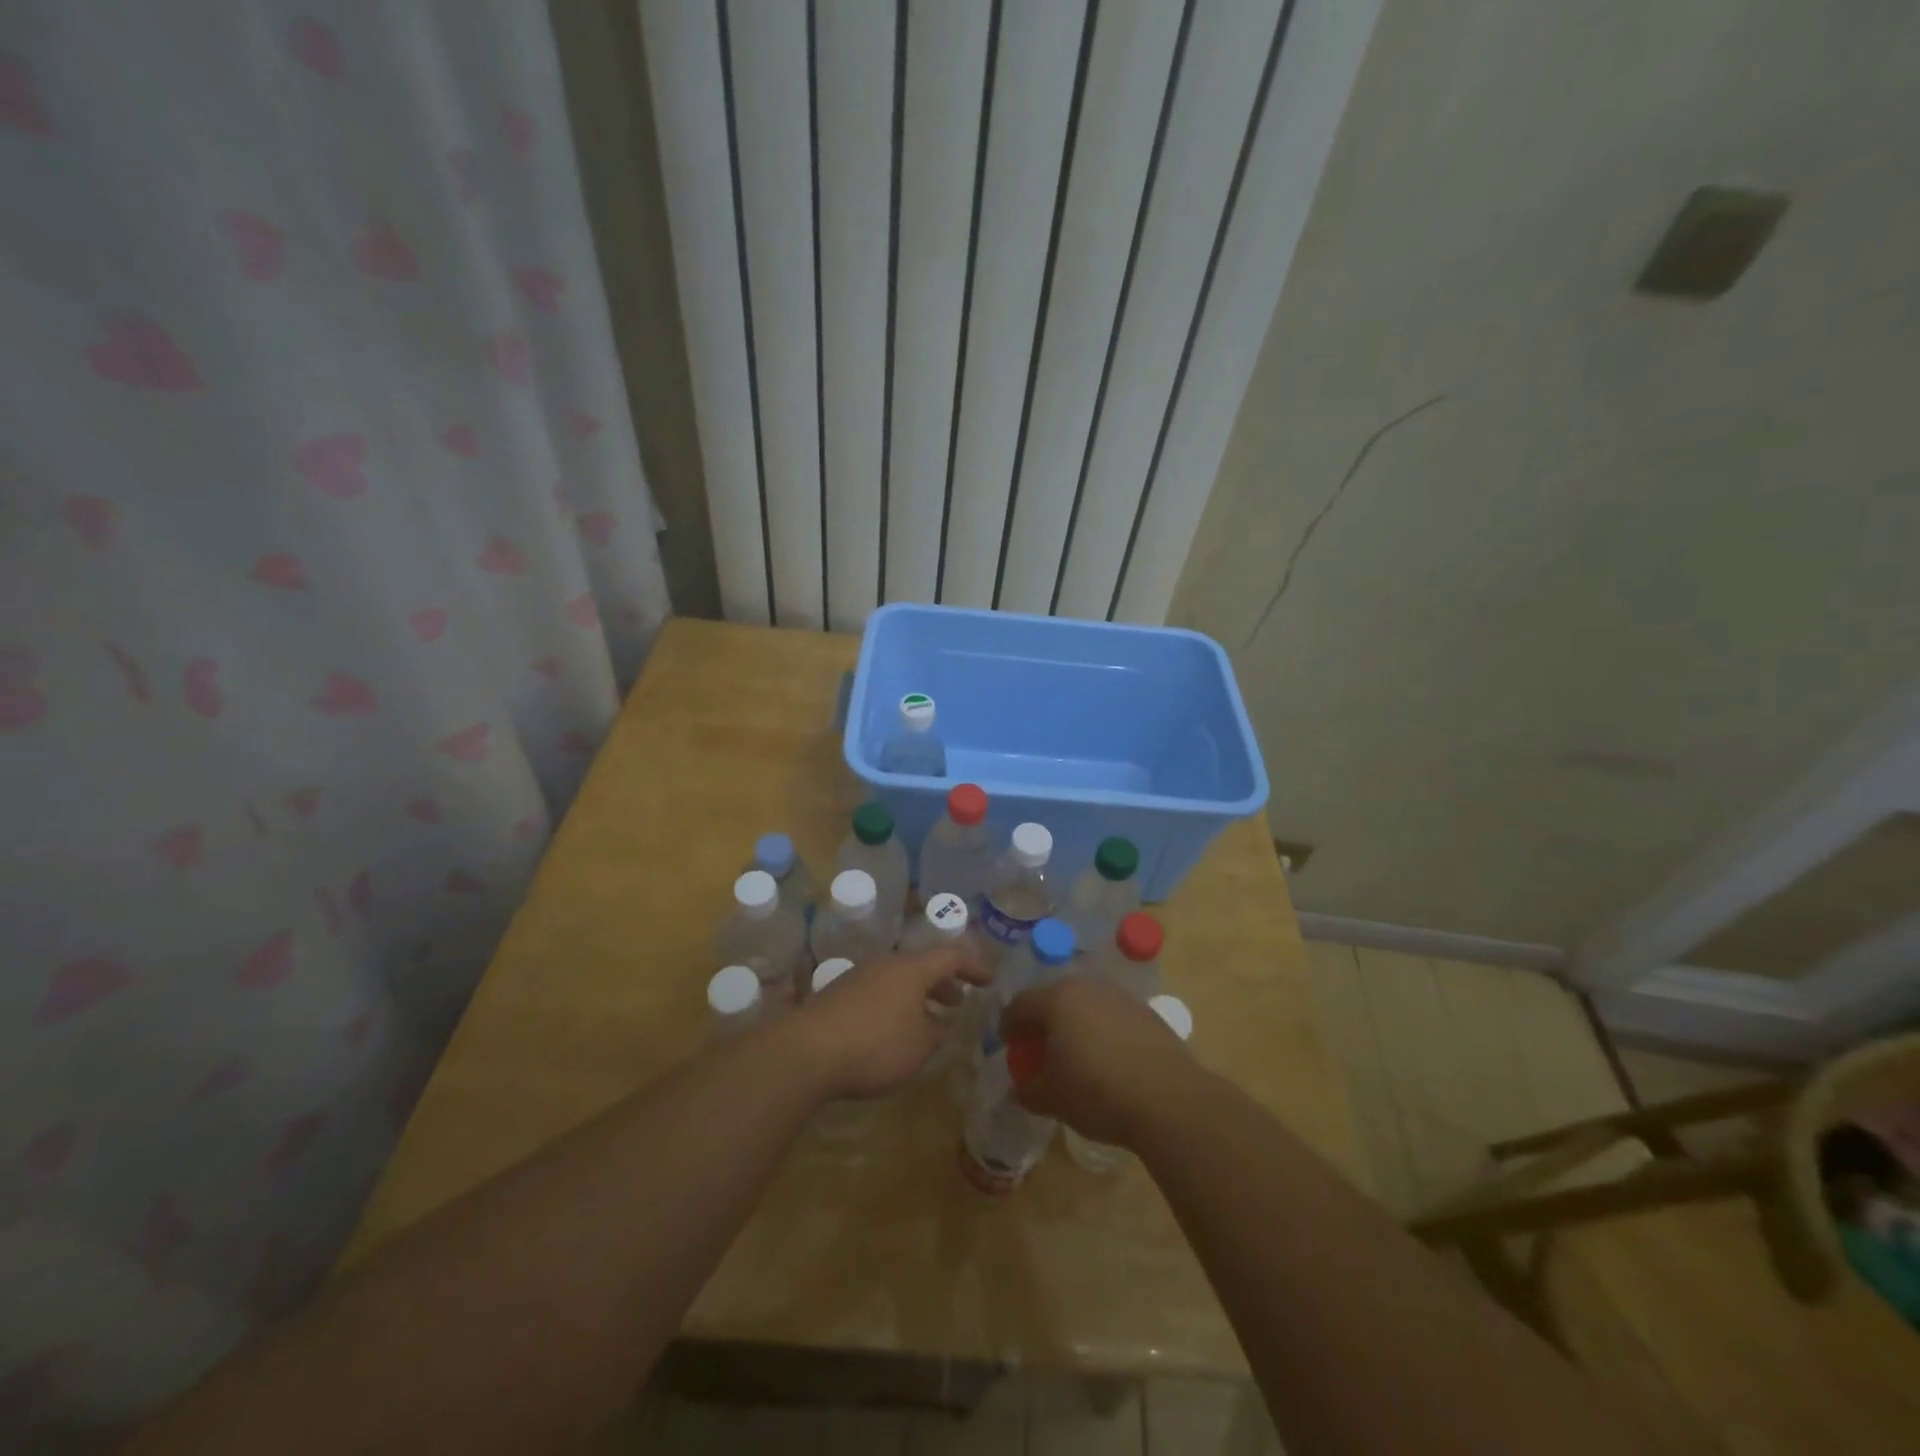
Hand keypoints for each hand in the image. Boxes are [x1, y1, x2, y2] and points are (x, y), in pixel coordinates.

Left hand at [791, 944, 989, 1099]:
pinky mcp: (839, 995)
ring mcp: (860, 977)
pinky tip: (894, 1030)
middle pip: (922, 965)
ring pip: (899, 979)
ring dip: (918, 995)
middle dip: (943, 982)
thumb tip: (941, 1024)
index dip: (973, 967)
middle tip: (958, 1000)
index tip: (989, 980)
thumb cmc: (876, 1044)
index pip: (951, 957)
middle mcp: (886, 964)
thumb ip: (935, 1033)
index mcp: (912, 968)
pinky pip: (879, 992)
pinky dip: (896, 1004)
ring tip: (929, 1018)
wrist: (808, 1051)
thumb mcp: (918, 1046)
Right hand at [1000, 977, 1197, 1147]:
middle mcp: (1087, 987)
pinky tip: (1109, 1060)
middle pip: (1054, 999)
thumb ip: (1028, 1090)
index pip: (1020, 1005)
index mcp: (1057, 999)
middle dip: (1043, 1022)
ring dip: (1075, 1024)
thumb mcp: (1052, 1099)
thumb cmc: (1097, 1093)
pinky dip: (1103, 1032)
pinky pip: (1112, 1017)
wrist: (1168, 1099)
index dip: (1009, 1026)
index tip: (1007, 1045)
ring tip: (1076, 1055)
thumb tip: (1019, 1089)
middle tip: (1040, 1049)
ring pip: (1086, 1005)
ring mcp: (1120, 996)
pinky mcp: (1147, 1012)